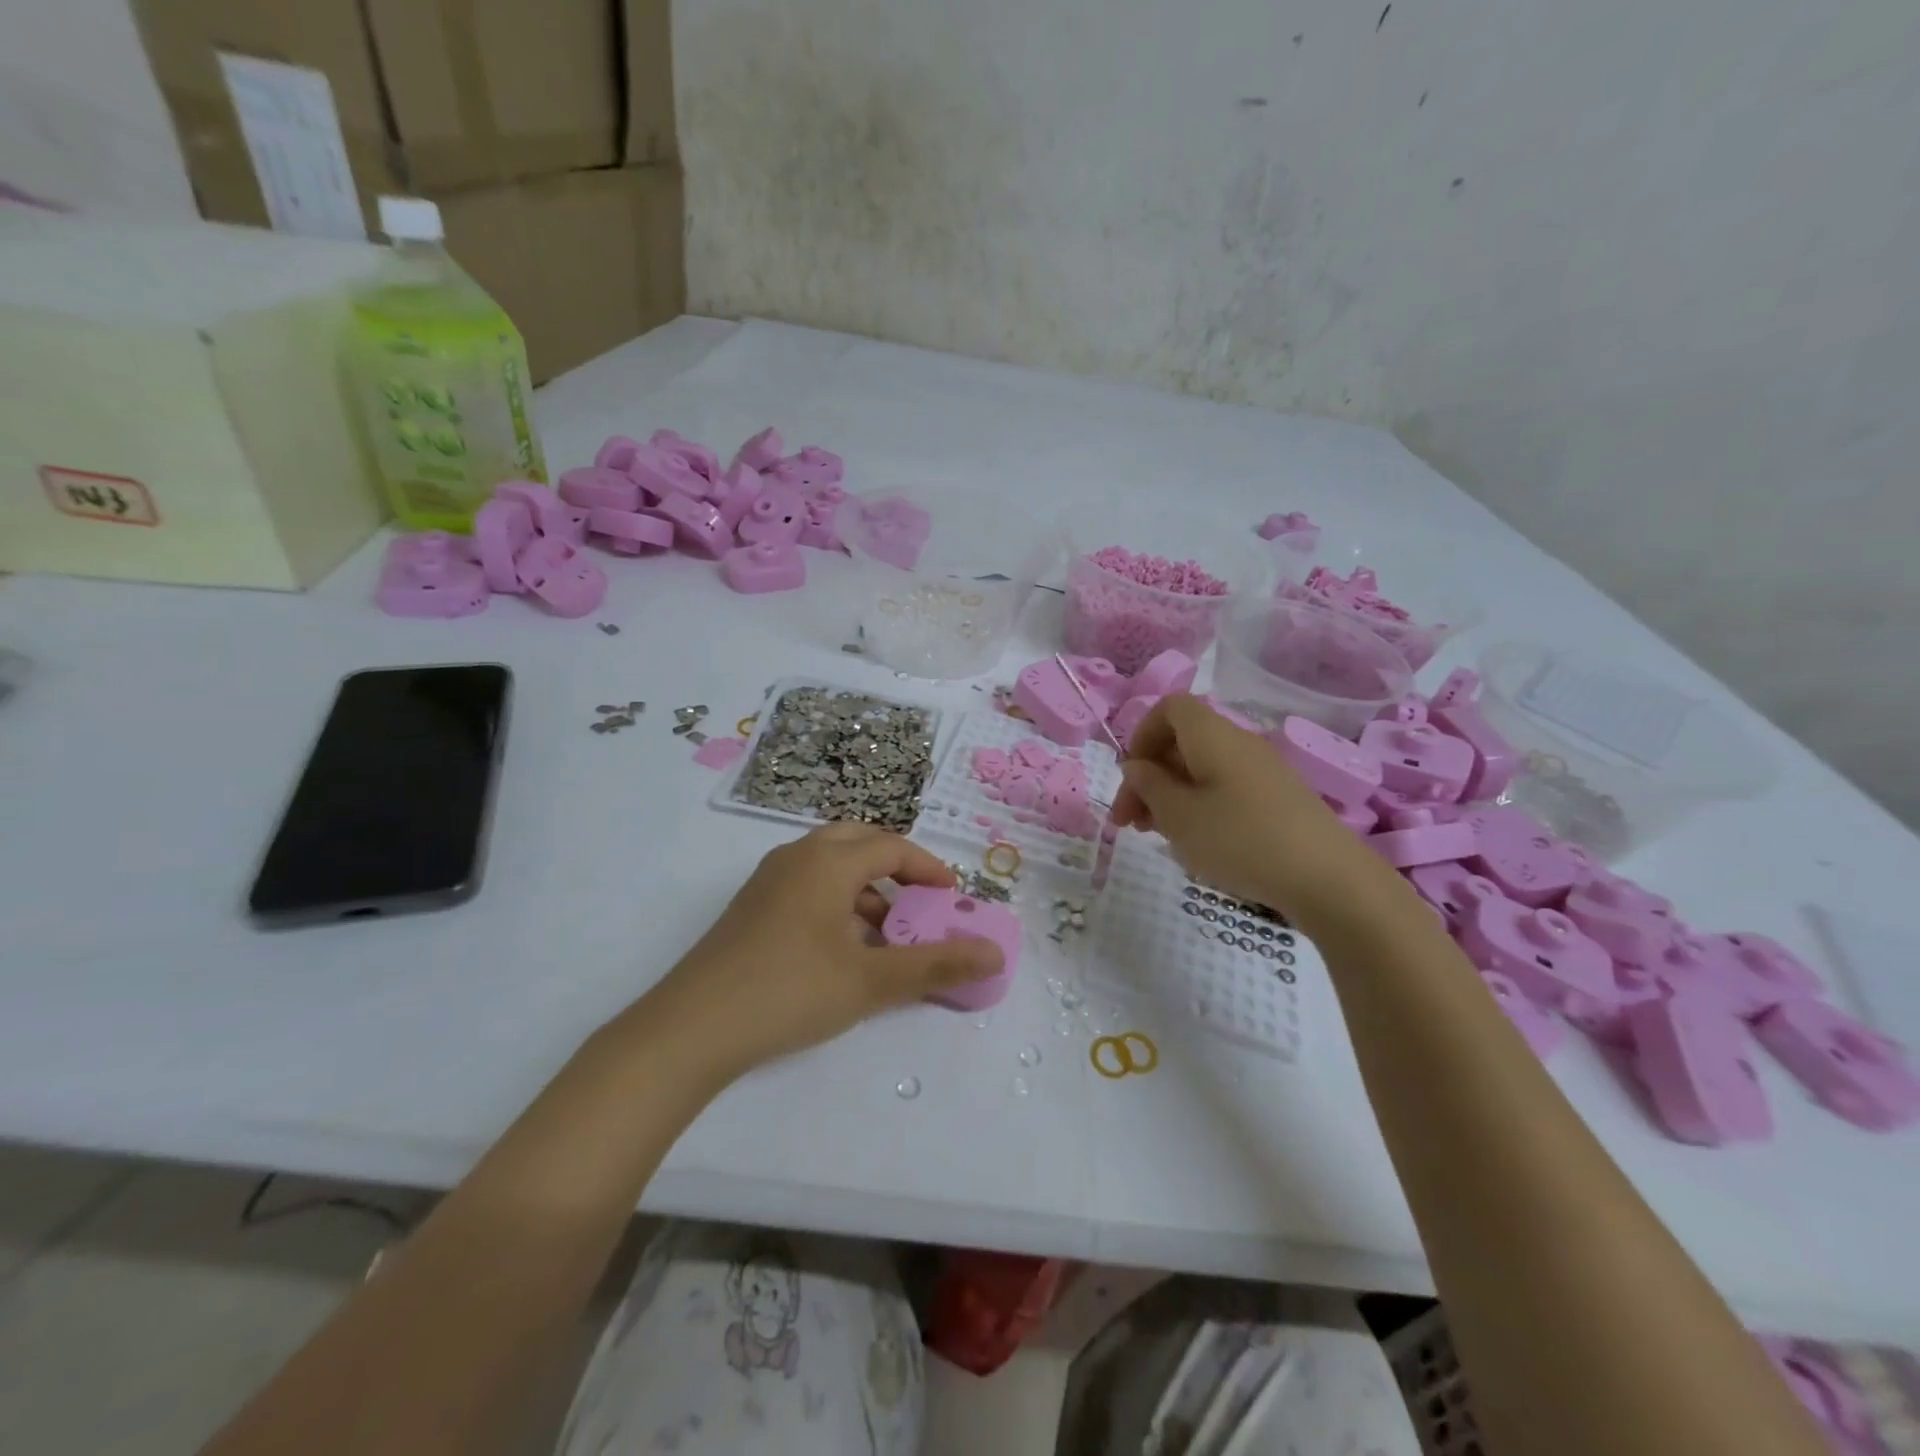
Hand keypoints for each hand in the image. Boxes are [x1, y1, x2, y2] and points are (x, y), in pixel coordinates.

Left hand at [639, 824, 1003, 1080]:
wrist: (691, 1029)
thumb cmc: (790, 991)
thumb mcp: (871, 981)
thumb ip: (936, 964)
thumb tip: (995, 953)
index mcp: (828, 861)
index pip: (892, 846)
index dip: (928, 869)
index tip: (952, 898)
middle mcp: (797, 857)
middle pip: (858, 841)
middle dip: (895, 867)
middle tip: (920, 902)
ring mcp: (768, 881)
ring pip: (830, 866)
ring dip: (865, 889)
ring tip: (887, 935)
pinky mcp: (751, 908)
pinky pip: (808, 887)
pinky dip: (837, 903)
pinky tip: (843, 950)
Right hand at [1109, 694, 1398, 929]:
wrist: (1328, 879)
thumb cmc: (1240, 840)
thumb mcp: (1178, 817)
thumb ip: (1149, 786)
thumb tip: (1136, 766)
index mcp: (1212, 735)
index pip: (1169, 708)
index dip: (1141, 735)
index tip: (1130, 777)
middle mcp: (1238, 743)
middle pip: (1182, 742)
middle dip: (1149, 776)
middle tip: (1128, 822)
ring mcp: (1262, 771)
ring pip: (1202, 769)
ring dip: (1171, 795)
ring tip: (1156, 835)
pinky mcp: (1277, 799)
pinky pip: (1225, 788)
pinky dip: (1200, 807)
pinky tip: (1197, 842)